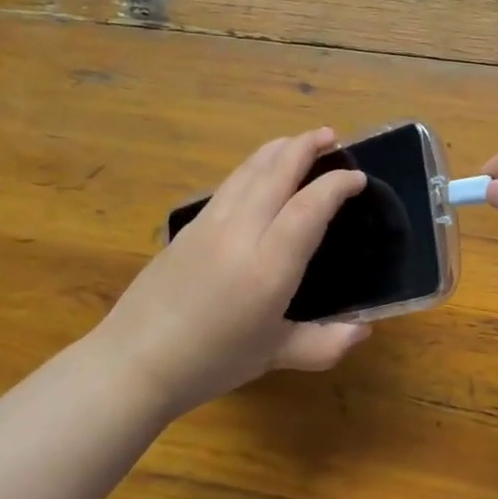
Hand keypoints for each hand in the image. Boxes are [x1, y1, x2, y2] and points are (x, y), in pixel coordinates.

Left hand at [102, 128, 371, 419]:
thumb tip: (362, 331)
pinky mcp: (189, 227)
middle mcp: (240, 233)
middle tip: (330, 136)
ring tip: (297, 142)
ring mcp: (210, 225)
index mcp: (269, 266)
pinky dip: (251, 168)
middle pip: (276, 173)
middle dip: (305, 147)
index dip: (336, 185)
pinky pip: (228, 185)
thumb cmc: (212, 362)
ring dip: (276, 150)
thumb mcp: (274, 355)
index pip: (309, 207)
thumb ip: (323, 343)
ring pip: (248, 172)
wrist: (135, 361)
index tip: (358, 178)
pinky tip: (257, 172)